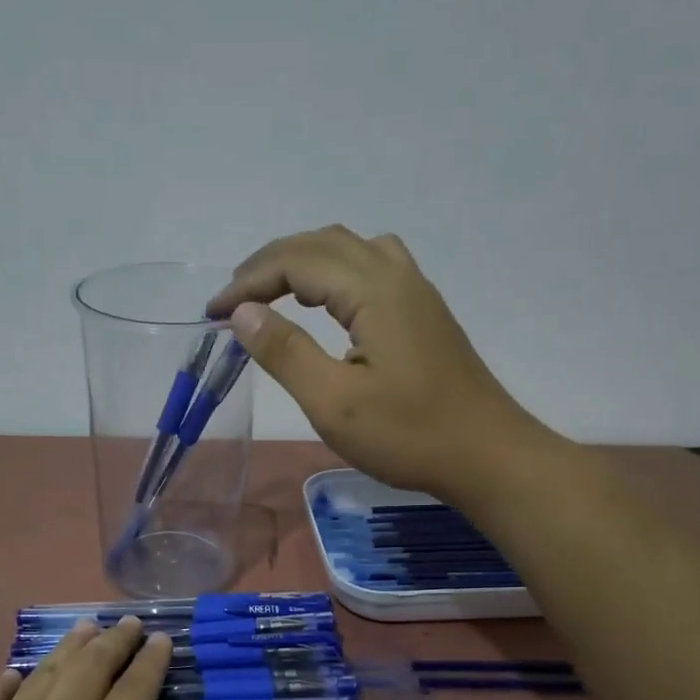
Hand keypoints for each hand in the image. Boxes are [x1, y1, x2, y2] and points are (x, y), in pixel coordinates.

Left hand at [0, 618, 290, 699]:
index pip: (133, 699)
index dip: (151, 666)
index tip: (163, 638)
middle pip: (86, 675)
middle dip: (112, 645)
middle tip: (129, 622)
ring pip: (38, 681)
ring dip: (65, 651)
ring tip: (83, 629)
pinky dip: (2, 684)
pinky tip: (8, 675)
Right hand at [208, 226, 557, 500]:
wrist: (486, 456)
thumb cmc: (408, 435)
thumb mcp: (334, 402)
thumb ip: (285, 352)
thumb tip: (242, 312)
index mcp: (374, 291)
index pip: (297, 262)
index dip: (248, 282)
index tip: (212, 312)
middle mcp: (397, 276)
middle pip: (323, 243)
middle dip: (270, 263)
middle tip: (232, 298)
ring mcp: (416, 292)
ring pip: (350, 249)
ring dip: (304, 260)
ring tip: (272, 291)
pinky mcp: (424, 313)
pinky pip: (371, 267)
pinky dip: (334, 272)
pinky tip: (327, 302)